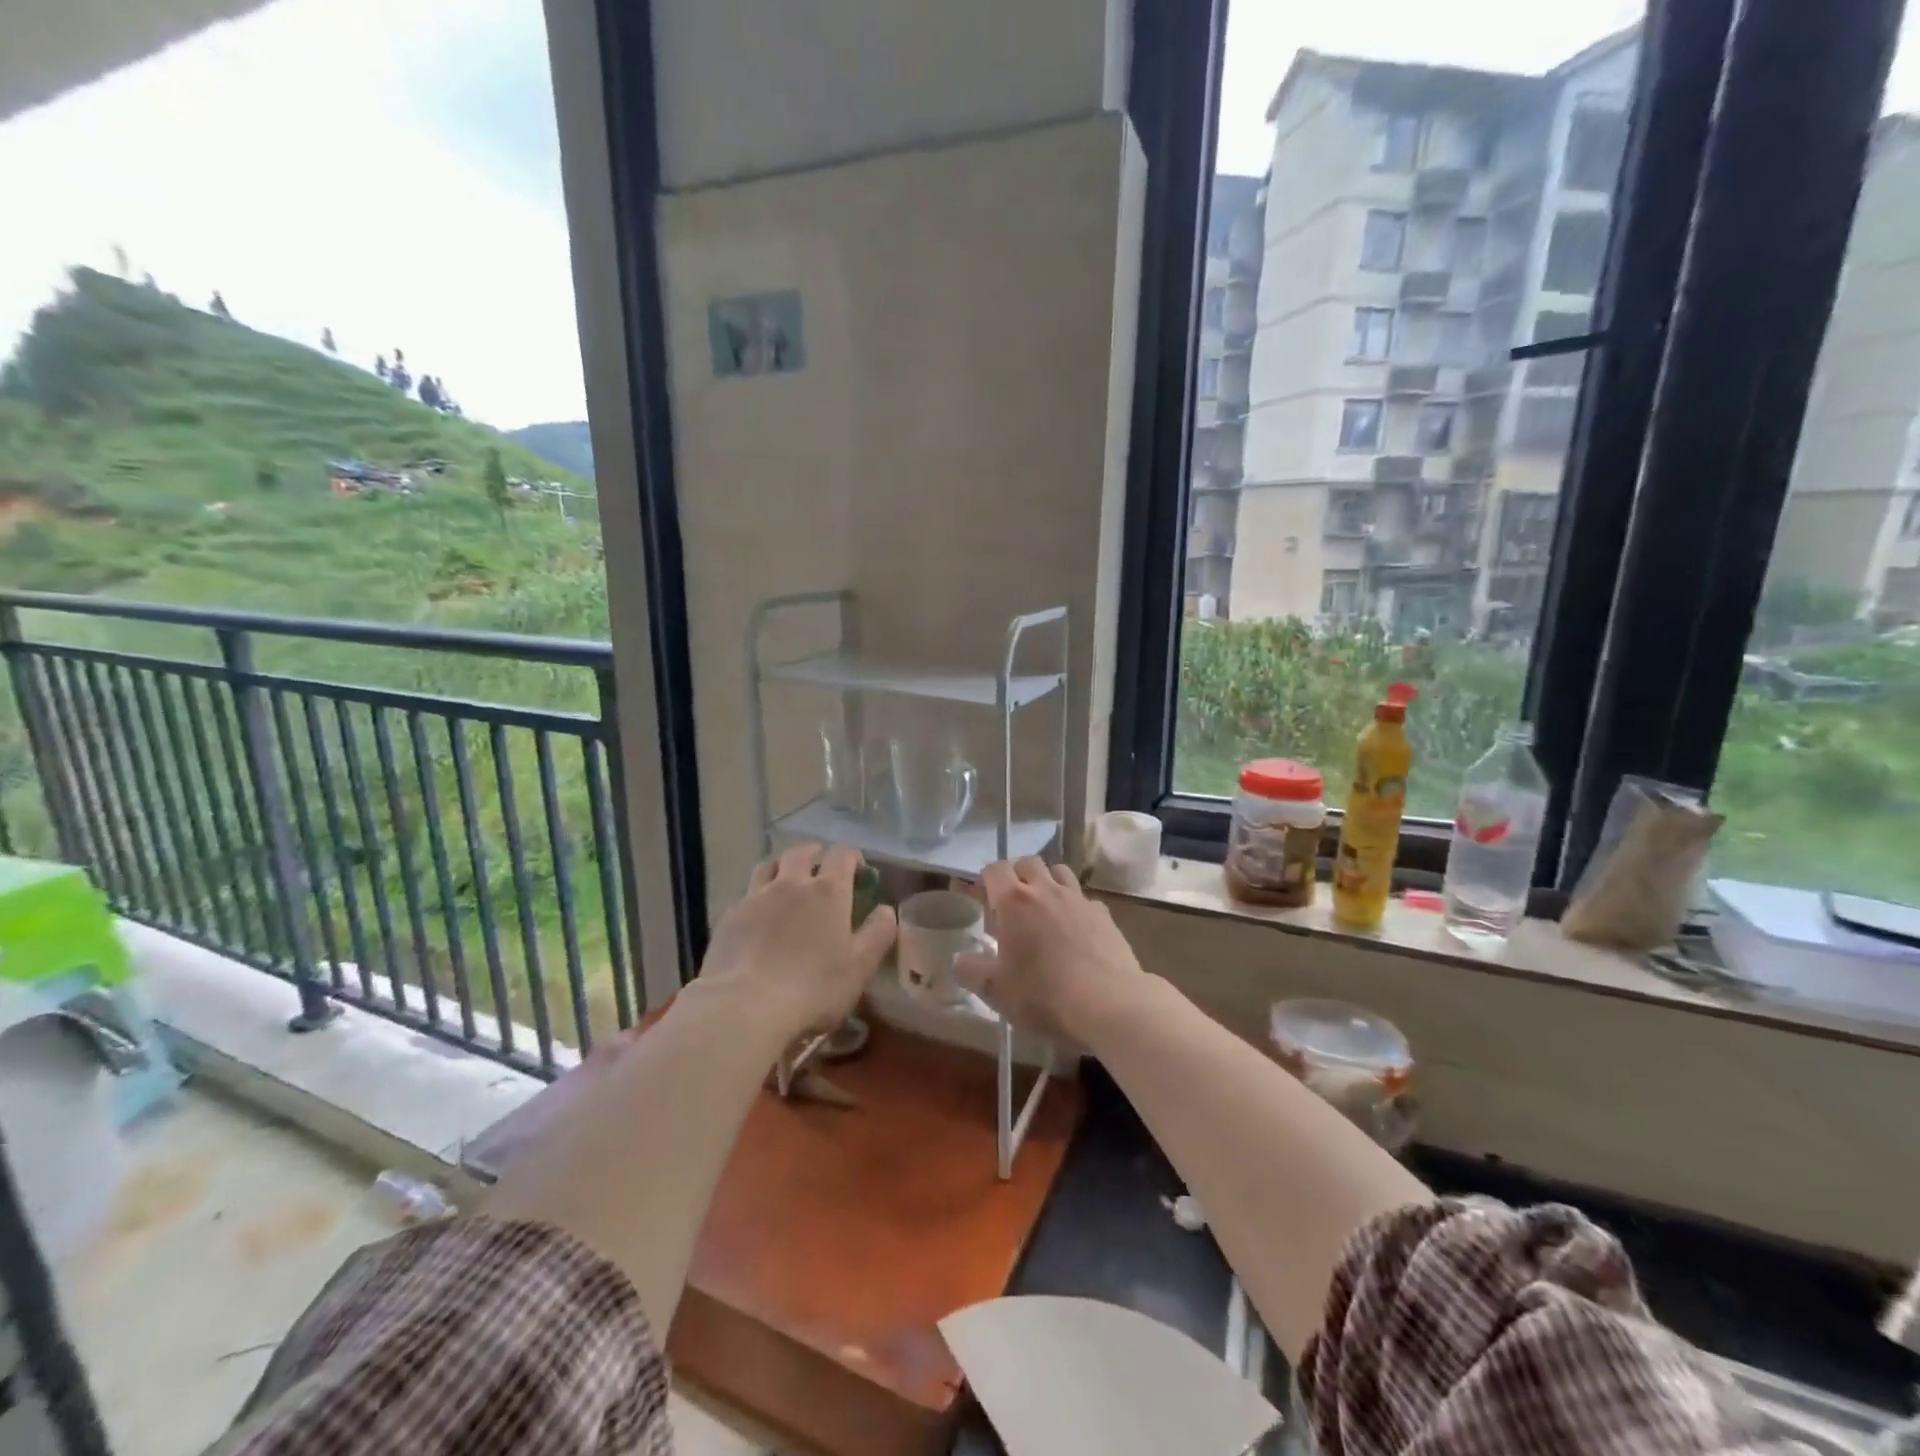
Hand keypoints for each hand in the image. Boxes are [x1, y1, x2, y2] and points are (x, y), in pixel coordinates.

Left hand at [693, 843, 896, 1040]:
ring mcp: (756, 896)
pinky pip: (747, 892)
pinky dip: (758, 894)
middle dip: (816, 854)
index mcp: (828, 891)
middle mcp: (791, 883)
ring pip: (769, 865)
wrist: (745, 1005)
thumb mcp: (860, 967)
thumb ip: (878, 934)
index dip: (852, 857)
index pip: (842, 855)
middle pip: (802, 852)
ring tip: (787, 878)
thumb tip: (887, 910)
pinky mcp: (730, 915)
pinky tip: (760, 913)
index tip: (858, 872)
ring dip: (783, 865)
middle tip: (822, 867)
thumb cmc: (813, 988)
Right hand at [956, 857, 1146, 1042]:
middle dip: (1015, 875)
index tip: (978, 898)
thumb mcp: (996, 991)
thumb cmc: (1044, 996)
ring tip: (1042, 910)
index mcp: (1014, 902)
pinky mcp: (1104, 914)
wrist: (1111, 1005)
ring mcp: (1078, 899)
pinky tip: (1073, 931)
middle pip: (1027, 862)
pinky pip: (1083, 898)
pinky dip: (1073, 906)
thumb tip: (961, 959)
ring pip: (1059, 871)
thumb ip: (971, 971)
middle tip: (1009, 904)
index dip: (983, 880)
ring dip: (1046, 882)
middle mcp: (1046, 890)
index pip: (994, 869)